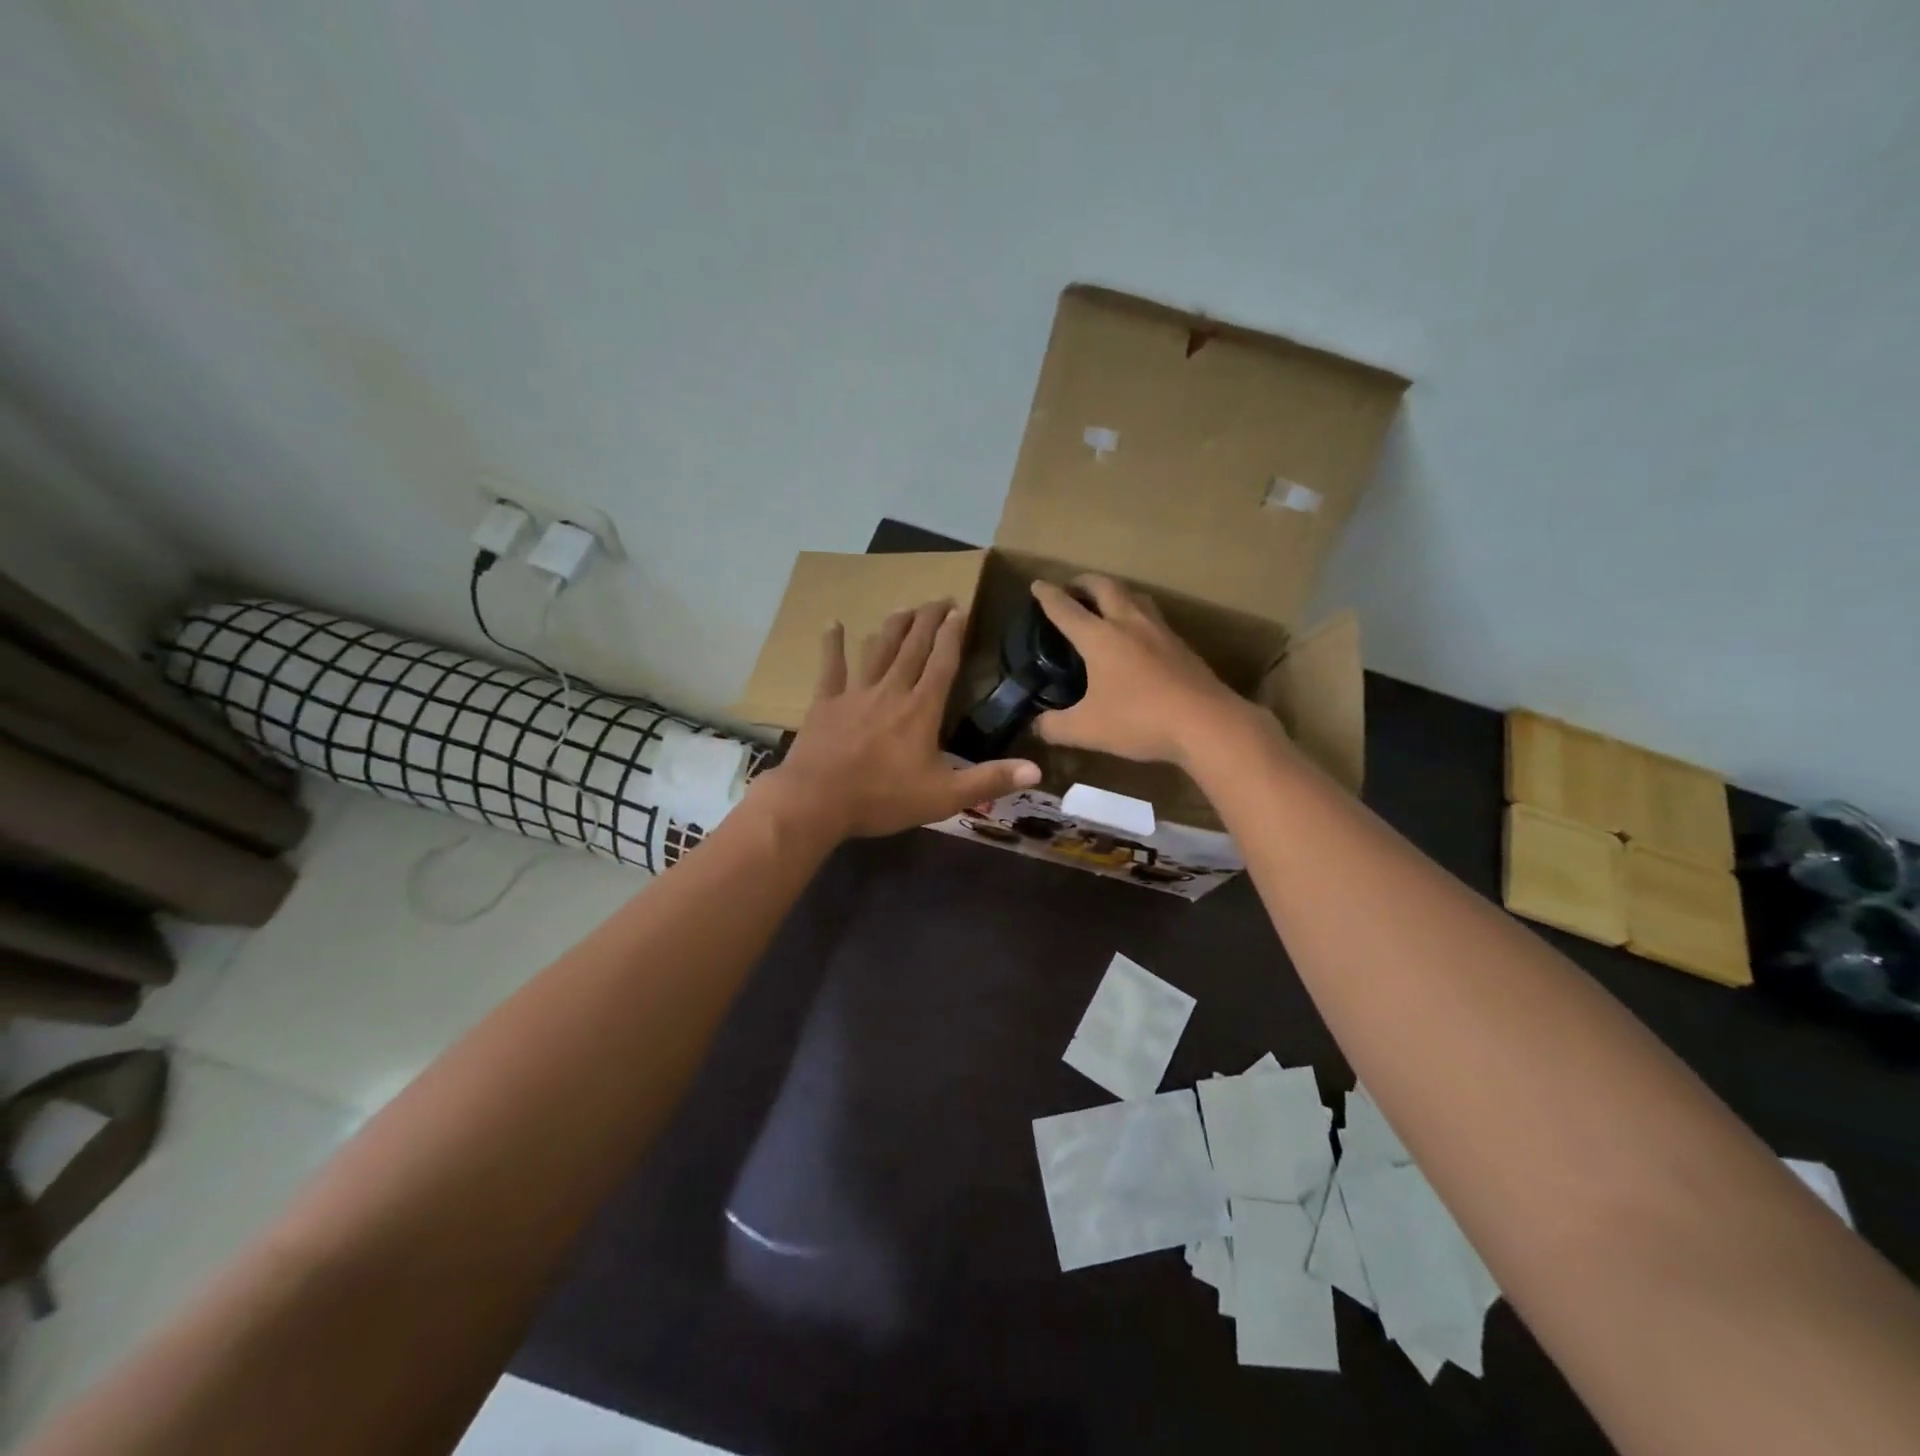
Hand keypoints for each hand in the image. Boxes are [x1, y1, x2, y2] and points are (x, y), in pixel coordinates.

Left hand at [767, 600, 1042, 839]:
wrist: (817, 801)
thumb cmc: (883, 799)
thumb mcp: (944, 797)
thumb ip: (989, 780)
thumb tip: (1037, 770)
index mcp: (921, 710)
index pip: (942, 663)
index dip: (953, 635)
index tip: (960, 610)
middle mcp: (891, 691)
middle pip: (913, 647)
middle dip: (928, 620)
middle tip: (939, 599)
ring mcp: (855, 693)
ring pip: (878, 649)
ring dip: (893, 627)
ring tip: (904, 607)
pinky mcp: (825, 702)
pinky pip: (831, 667)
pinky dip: (833, 644)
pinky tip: (834, 624)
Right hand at [1030, 576, 1264, 765]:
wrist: (1206, 723)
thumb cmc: (1139, 720)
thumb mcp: (1087, 730)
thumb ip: (1055, 726)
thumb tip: (1037, 725)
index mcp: (1099, 638)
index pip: (1066, 609)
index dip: (1048, 596)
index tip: (1038, 585)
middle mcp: (1129, 623)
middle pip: (1104, 587)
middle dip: (1084, 582)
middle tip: (1072, 587)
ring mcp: (1160, 631)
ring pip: (1135, 596)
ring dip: (1116, 592)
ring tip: (1107, 602)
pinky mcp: (1181, 645)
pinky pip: (1154, 617)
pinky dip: (1137, 614)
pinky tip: (1139, 635)